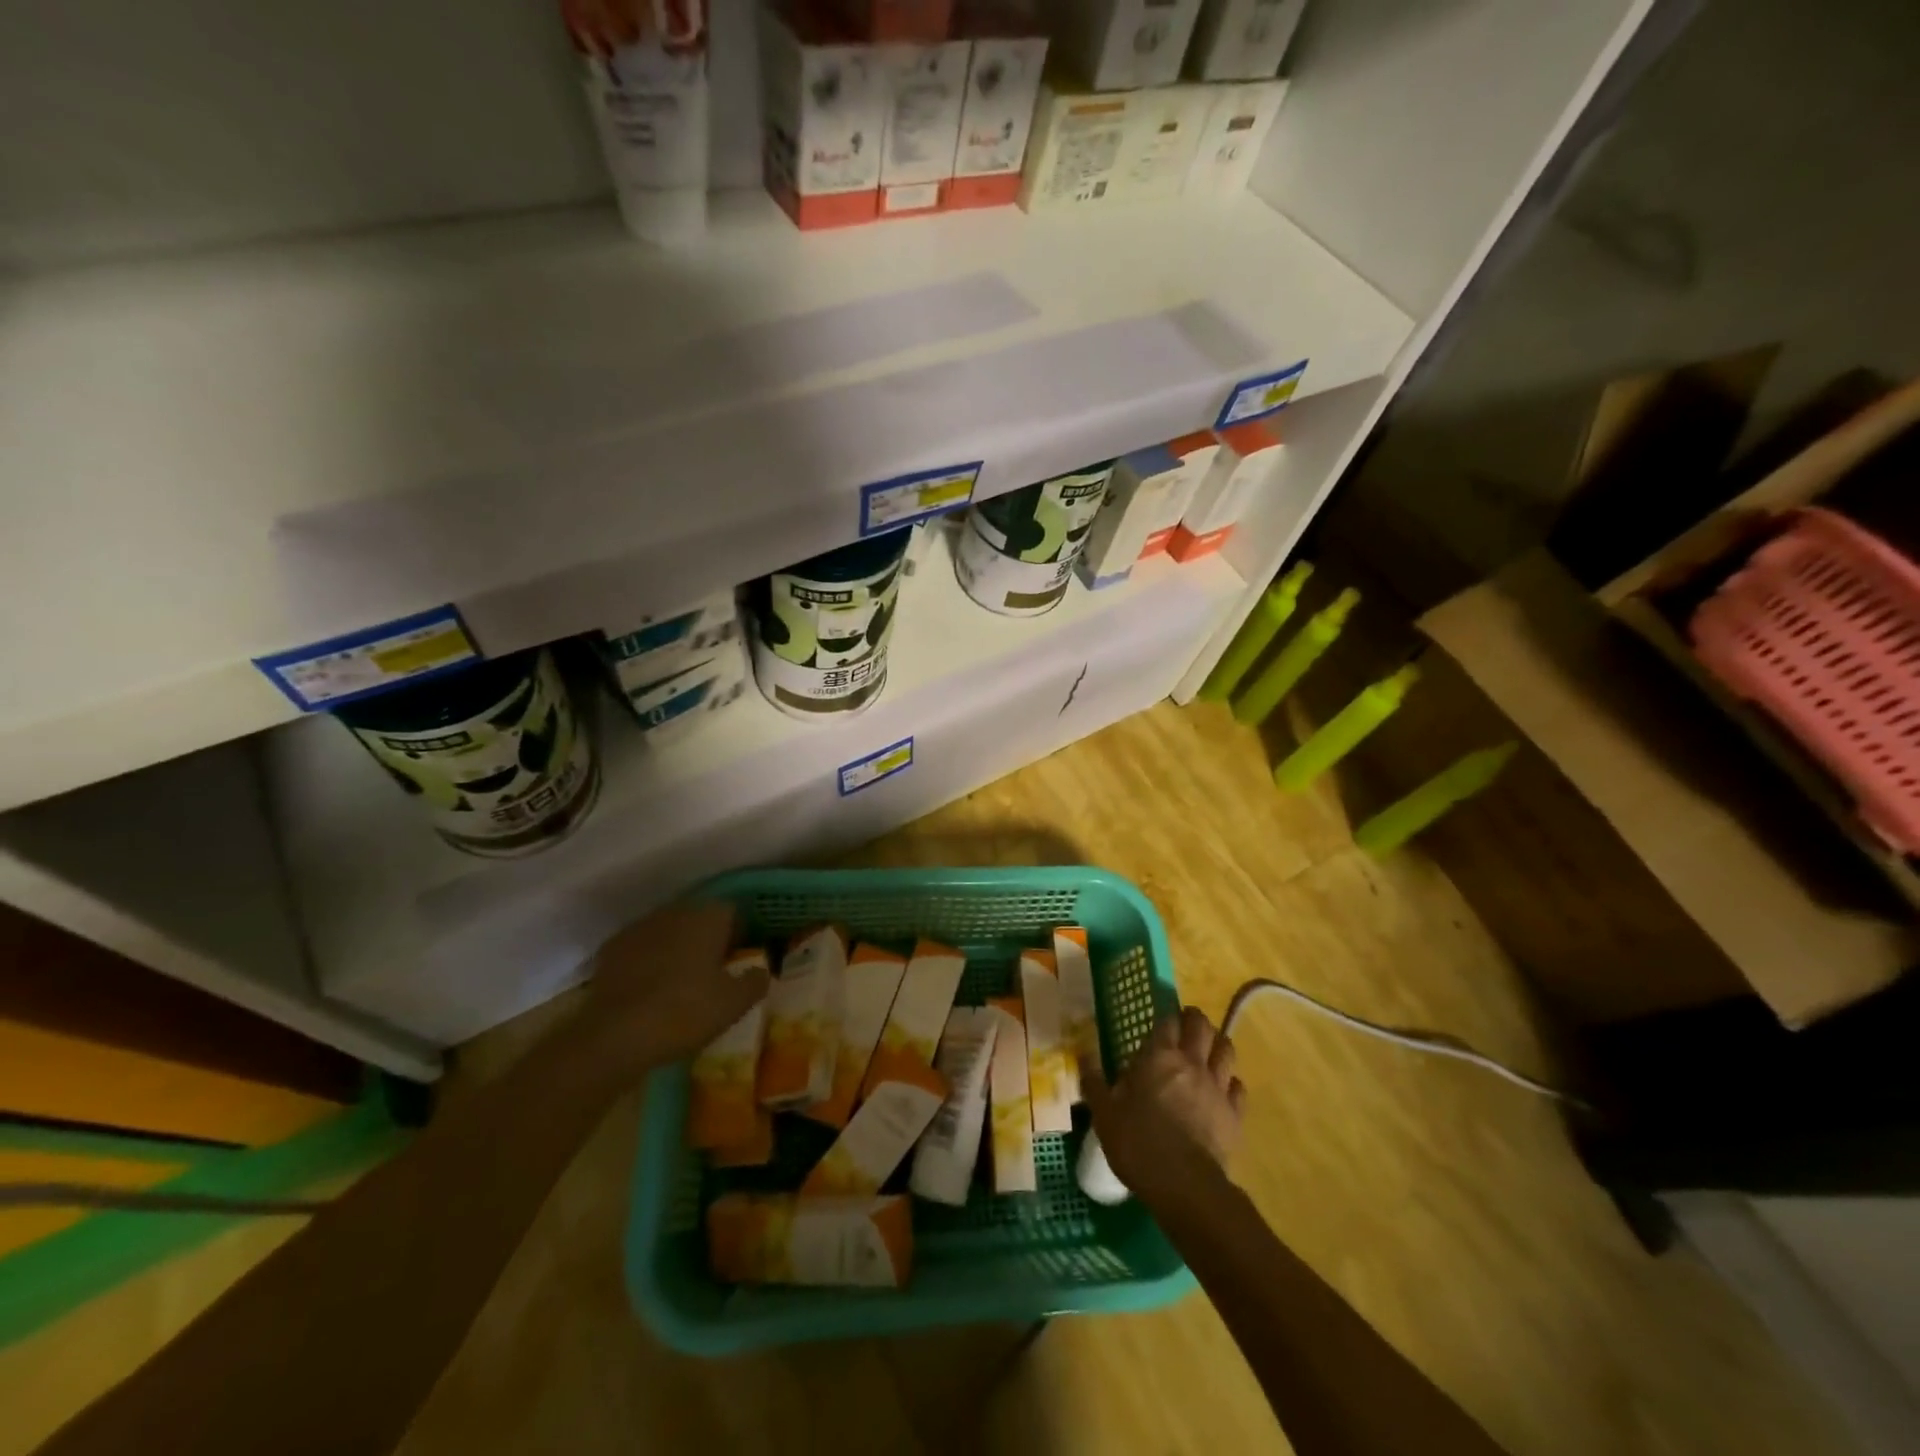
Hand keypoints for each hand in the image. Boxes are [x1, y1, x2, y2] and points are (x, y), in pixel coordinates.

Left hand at [580, 900, 767, 1070]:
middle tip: (712, 971)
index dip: (738, 933)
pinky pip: (640, 948)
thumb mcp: (735, 1004)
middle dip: (706, 938)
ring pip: (667, 931)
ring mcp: (639, 927)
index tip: (739, 958)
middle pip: (697, 917)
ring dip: (675, 947)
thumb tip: (761, 970)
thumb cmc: (686, 1012)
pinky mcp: (611, 949)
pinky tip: (648, 989)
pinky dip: (647, 961)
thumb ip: (755, 981)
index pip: (732, 911)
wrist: (616, 1036)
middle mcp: (674, 912)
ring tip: (679, 981)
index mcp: (708, 917)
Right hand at [1085, 1006, 1245, 1204]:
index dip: (1166, 1018)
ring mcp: (1217, 1087)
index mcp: (1158, 1057)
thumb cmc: (1138, 1143)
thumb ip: (1094, 1082)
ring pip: (1226, 1050)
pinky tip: (1223, 1089)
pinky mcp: (1235, 1114)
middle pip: (1201, 1027)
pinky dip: (1231, 1083)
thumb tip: (1083, 1055)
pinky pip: (1238, 1087)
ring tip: (1208, 1050)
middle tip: (1186, 1025)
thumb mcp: (1104, 1114)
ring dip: (1217, 1045)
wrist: (1184, 1185)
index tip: (1162, 1023)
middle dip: (1195, 1020)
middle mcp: (1191, 1062)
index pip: (1168, 1021)